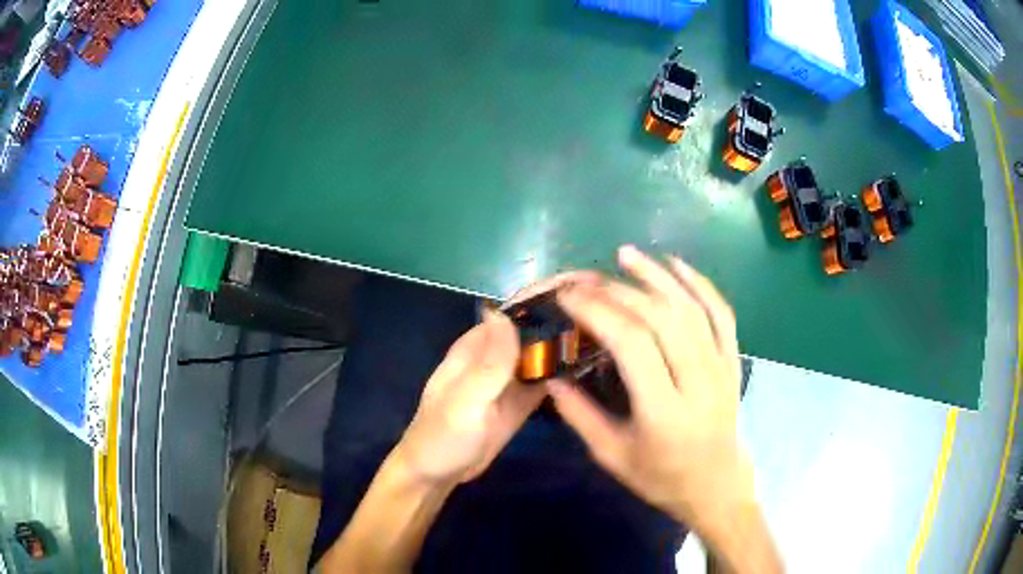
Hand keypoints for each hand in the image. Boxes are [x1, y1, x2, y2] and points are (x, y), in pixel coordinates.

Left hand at [395, 272, 598, 485]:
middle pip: (538, 324)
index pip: (518, 308)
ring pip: (547, 349)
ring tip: (617, 328)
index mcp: (478, 345)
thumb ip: (487, 363)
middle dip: (571, 310)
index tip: (590, 281)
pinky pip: (549, 377)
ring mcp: (512, 377)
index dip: (551, 291)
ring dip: (575, 337)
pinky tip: (597, 362)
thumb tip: (504, 313)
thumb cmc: (441, 436)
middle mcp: (498, 353)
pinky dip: (570, 368)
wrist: (436, 474)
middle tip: (617, 306)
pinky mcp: (523, 399)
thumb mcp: (463, 402)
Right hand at [548, 245, 753, 532]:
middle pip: (659, 318)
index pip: (631, 343)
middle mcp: (697, 381)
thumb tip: (550, 377)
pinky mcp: (732, 360)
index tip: (568, 296)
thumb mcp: (612, 456)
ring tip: (624, 255)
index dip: (598, 311)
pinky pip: (720, 312)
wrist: (716, 485)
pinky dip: (699, 283)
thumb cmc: (661, 477)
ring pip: (690, 307)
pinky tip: (675, 264)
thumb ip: (579, 416)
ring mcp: (720, 366)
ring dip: (656, 275)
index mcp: (663, 411)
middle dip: (617, 290)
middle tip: (585, 279)